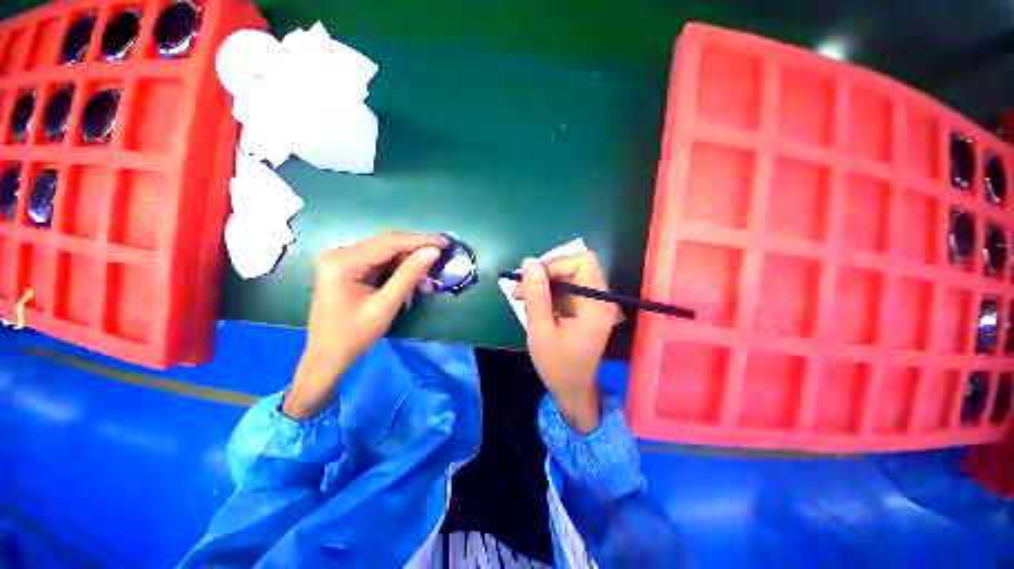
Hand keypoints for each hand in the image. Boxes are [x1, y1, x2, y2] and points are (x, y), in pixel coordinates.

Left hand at [283, 232, 445, 418]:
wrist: (327, 356)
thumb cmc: (353, 336)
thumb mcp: (385, 306)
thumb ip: (409, 275)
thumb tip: (433, 251)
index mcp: (343, 262)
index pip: (389, 243)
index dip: (420, 241)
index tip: (446, 243)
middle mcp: (340, 253)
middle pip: (387, 244)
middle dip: (416, 251)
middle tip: (441, 258)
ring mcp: (342, 260)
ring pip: (386, 253)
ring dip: (409, 263)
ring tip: (429, 277)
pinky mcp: (348, 268)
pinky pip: (380, 262)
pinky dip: (398, 270)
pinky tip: (413, 280)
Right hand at [515, 252, 617, 432]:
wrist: (573, 390)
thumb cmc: (558, 365)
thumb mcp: (541, 331)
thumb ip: (536, 295)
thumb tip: (529, 262)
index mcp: (596, 303)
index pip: (581, 261)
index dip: (555, 264)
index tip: (532, 281)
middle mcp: (600, 297)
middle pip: (574, 266)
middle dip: (546, 273)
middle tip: (522, 290)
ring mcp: (592, 302)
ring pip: (567, 275)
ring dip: (543, 283)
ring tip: (523, 300)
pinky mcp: (584, 307)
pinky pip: (565, 288)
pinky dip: (547, 292)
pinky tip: (534, 306)